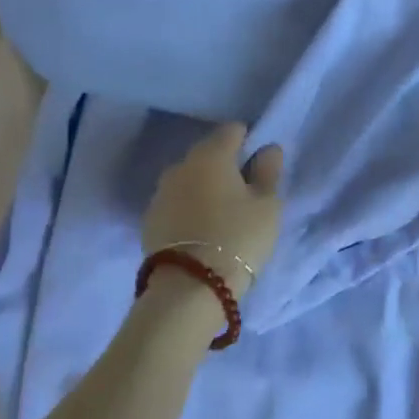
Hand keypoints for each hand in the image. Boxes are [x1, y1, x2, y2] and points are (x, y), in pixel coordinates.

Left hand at [142, 123, 283, 298]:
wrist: (189, 287)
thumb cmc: (238, 237)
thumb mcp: (268, 205)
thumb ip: (269, 171)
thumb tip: (267, 149)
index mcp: (211, 154)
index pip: (232, 130)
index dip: (249, 142)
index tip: (260, 167)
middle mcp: (181, 165)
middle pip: (208, 154)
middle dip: (225, 166)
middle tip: (244, 195)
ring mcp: (160, 192)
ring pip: (189, 179)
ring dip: (204, 189)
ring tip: (221, 216)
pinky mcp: (149, 219)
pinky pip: (176, 203)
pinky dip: (189, 209)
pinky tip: (201, 231)